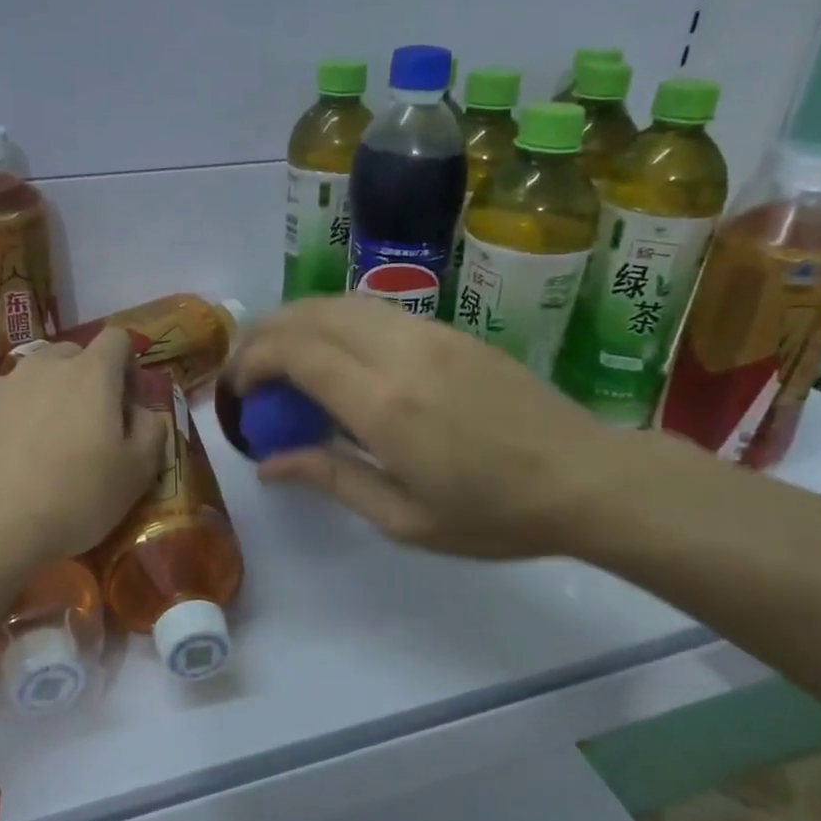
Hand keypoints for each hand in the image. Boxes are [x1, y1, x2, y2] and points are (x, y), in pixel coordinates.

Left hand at [0, 329, 164, 568]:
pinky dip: (10, 414)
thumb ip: (152, 429)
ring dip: (47, 397)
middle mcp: (45, 364)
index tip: (127, 405)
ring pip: (35, 376)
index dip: (128, 366)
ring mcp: (1, 382)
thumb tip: (140, 412)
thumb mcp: (138, 472)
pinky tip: (6, 454)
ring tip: (43, 445)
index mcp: (93, 373)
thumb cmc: (75, 498)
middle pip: (74, 355)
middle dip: (87, 380)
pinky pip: (0, 398)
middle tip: (88, 427)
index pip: (118, 339)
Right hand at [230, 296, 644, 558]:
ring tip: (281, 354)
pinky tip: (336, 351)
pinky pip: (376, 308)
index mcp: (384, 404)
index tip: (235, 388)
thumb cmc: (493, 514)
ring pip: (343, 301)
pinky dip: (337, 320)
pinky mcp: (452, 329)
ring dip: (299, 319)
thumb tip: (270, 462)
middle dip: (265, 332)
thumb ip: (331, 478)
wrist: (585, 477)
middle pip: (311, 314)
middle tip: (246, 367)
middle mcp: (400, 352)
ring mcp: (430, 332)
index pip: (296, 353)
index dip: (252, 360)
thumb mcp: (404, 519)